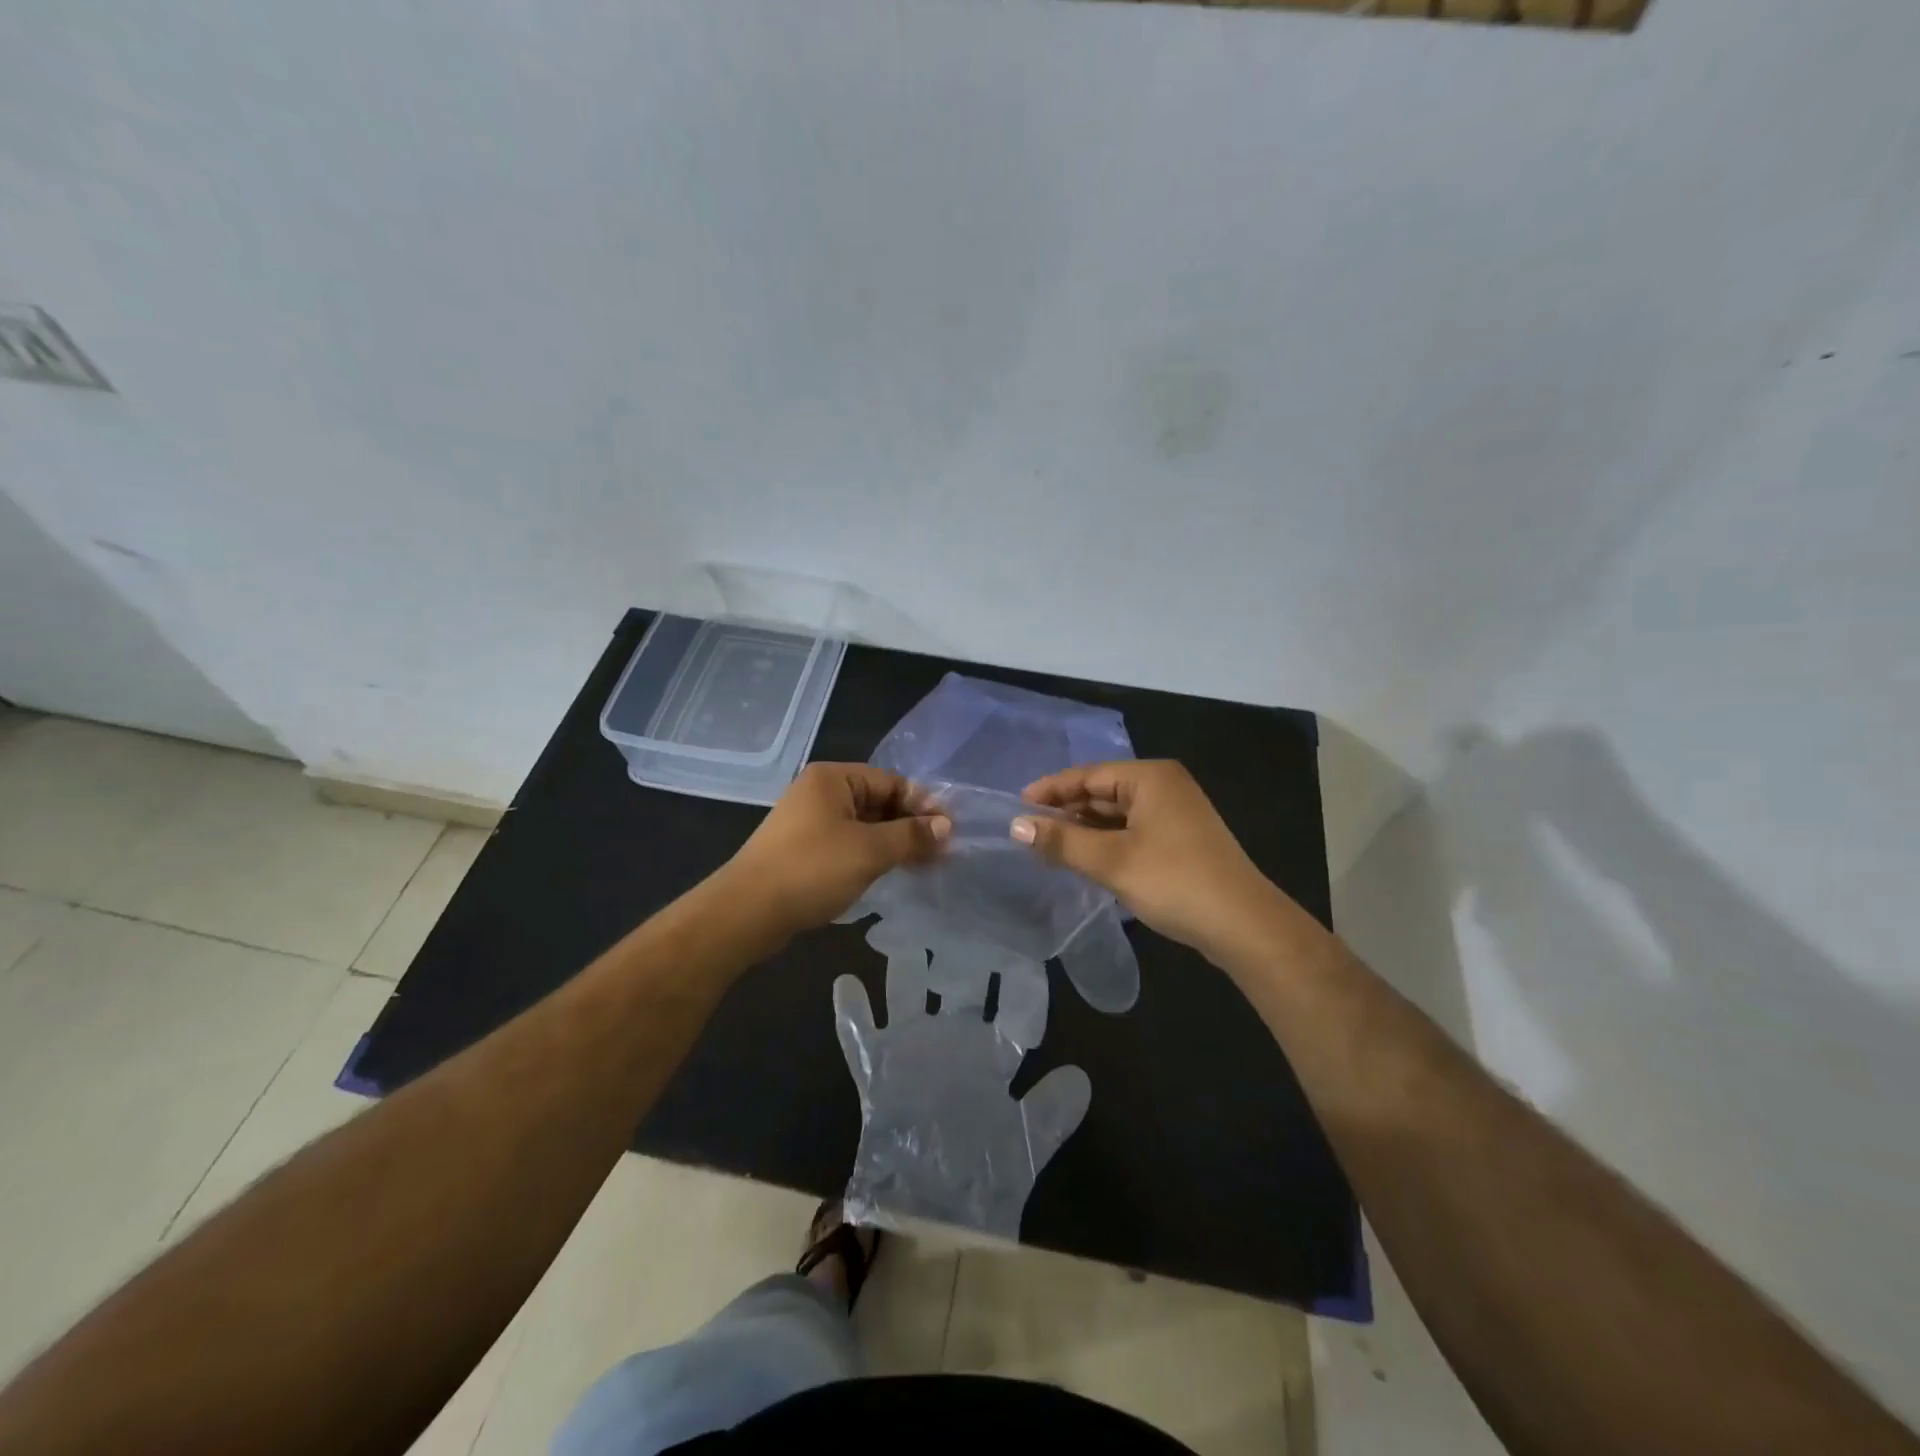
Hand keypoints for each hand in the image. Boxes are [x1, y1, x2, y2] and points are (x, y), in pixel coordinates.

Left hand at [728, 763, 950, 936]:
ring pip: (864, 826)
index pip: (892, 782)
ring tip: (925, 866)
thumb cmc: (811, 869)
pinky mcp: (804, 850)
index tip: (950, 832)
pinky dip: (872, 856)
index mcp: (833, 778)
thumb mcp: (869, 850)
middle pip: (878, 802)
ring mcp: (809, 822)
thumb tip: (947, 827)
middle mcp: (820, 793)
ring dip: (894, 843)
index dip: (923, 805)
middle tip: (943, 853)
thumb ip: (911, 836)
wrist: (746, 912)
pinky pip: (848, 845)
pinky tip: (891, 874)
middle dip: (911, 826)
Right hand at [1013, 760, 1283, 961]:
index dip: (1050, 790)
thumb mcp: (1111, 860)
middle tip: (1029, 831)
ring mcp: (1176, 813)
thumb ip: (1062, 841)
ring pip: (1117, 814)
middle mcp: (1165, 786)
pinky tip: (1086, 859)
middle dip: (1067, 811)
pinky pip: (1132, 830)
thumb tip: (1016, 825)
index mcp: (1150, 777)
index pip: (1088, 775)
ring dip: (1085, 829)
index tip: (1017, 807)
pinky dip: (1107, 842)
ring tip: (1050, 847)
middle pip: (1103, 792)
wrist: (1244, 925)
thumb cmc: (1174, 881)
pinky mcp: (1181, 839)